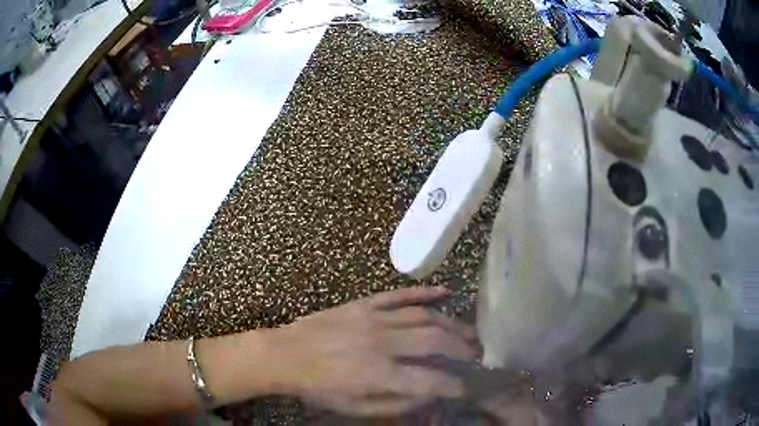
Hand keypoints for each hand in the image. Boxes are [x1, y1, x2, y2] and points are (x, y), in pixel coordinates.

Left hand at [272, 287, 480, 416]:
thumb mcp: (354, 408)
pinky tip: (445, 292)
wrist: (285, 355)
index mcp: (377, 373)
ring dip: (451, 323)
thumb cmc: (318, 387)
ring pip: (423, 315)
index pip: (429, 379)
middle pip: (434, 340)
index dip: (453, 385)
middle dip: (462, 348)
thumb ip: (394, 404)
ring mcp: (373, 318)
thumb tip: (427, 397)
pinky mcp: (363, 304)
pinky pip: (399, 294)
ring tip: (468, 332)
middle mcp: (381, 343)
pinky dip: (424, 292)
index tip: (466, 387)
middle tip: (477, 354)